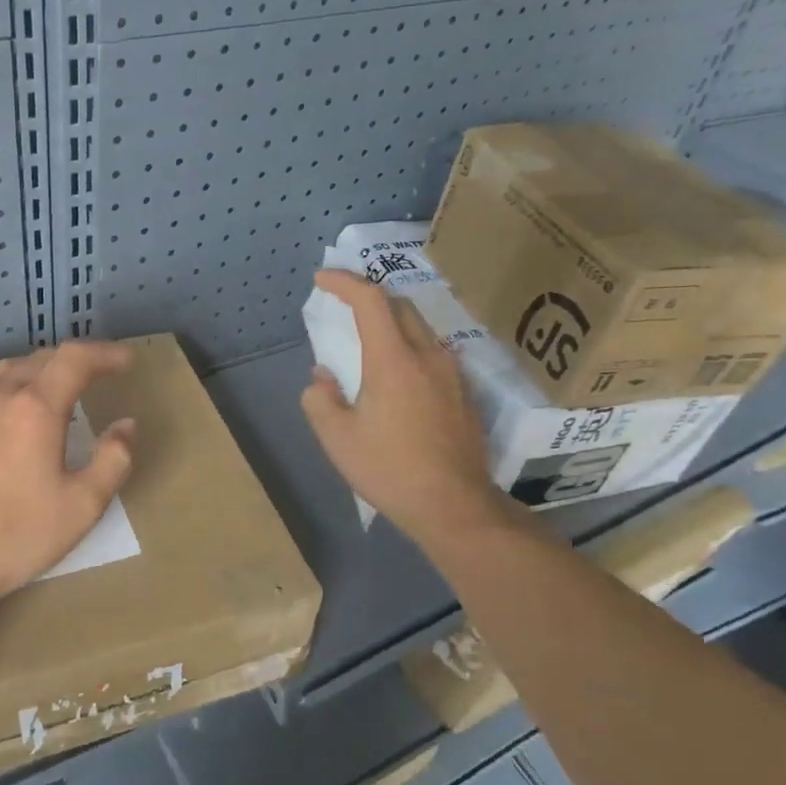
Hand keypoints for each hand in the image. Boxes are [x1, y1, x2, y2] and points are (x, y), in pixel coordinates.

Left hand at [0, 341, 136, 605]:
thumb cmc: (17, 533)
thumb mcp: (83, 505)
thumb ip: (112, 459)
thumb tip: (125, 426)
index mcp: (35, 407)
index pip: (75, 359)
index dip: (105, 354)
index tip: (128, 360)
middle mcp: (0, 396)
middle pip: (43, 359)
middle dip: (78, 360)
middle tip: (105, 372)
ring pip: (15, 372)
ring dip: (47, 372)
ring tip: (69, 389)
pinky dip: (22, 390)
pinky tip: (28, 416)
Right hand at [301, 271, 512, 551]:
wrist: (454, 506)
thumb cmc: (389, 469)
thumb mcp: (338, 438)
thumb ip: (321, 399)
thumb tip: (323, 378)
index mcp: (394, 360)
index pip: (370, 300)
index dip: (345, 282)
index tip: (323, 279)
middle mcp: (428, 355)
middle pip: (400, 306)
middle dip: (370, 297)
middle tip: (344, 305)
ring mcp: (453, 374)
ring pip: (421, 330)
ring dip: (392, 324)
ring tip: (370, 342)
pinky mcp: (465, 395)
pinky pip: (434, 355)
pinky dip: (410, 349)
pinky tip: (399, 377)